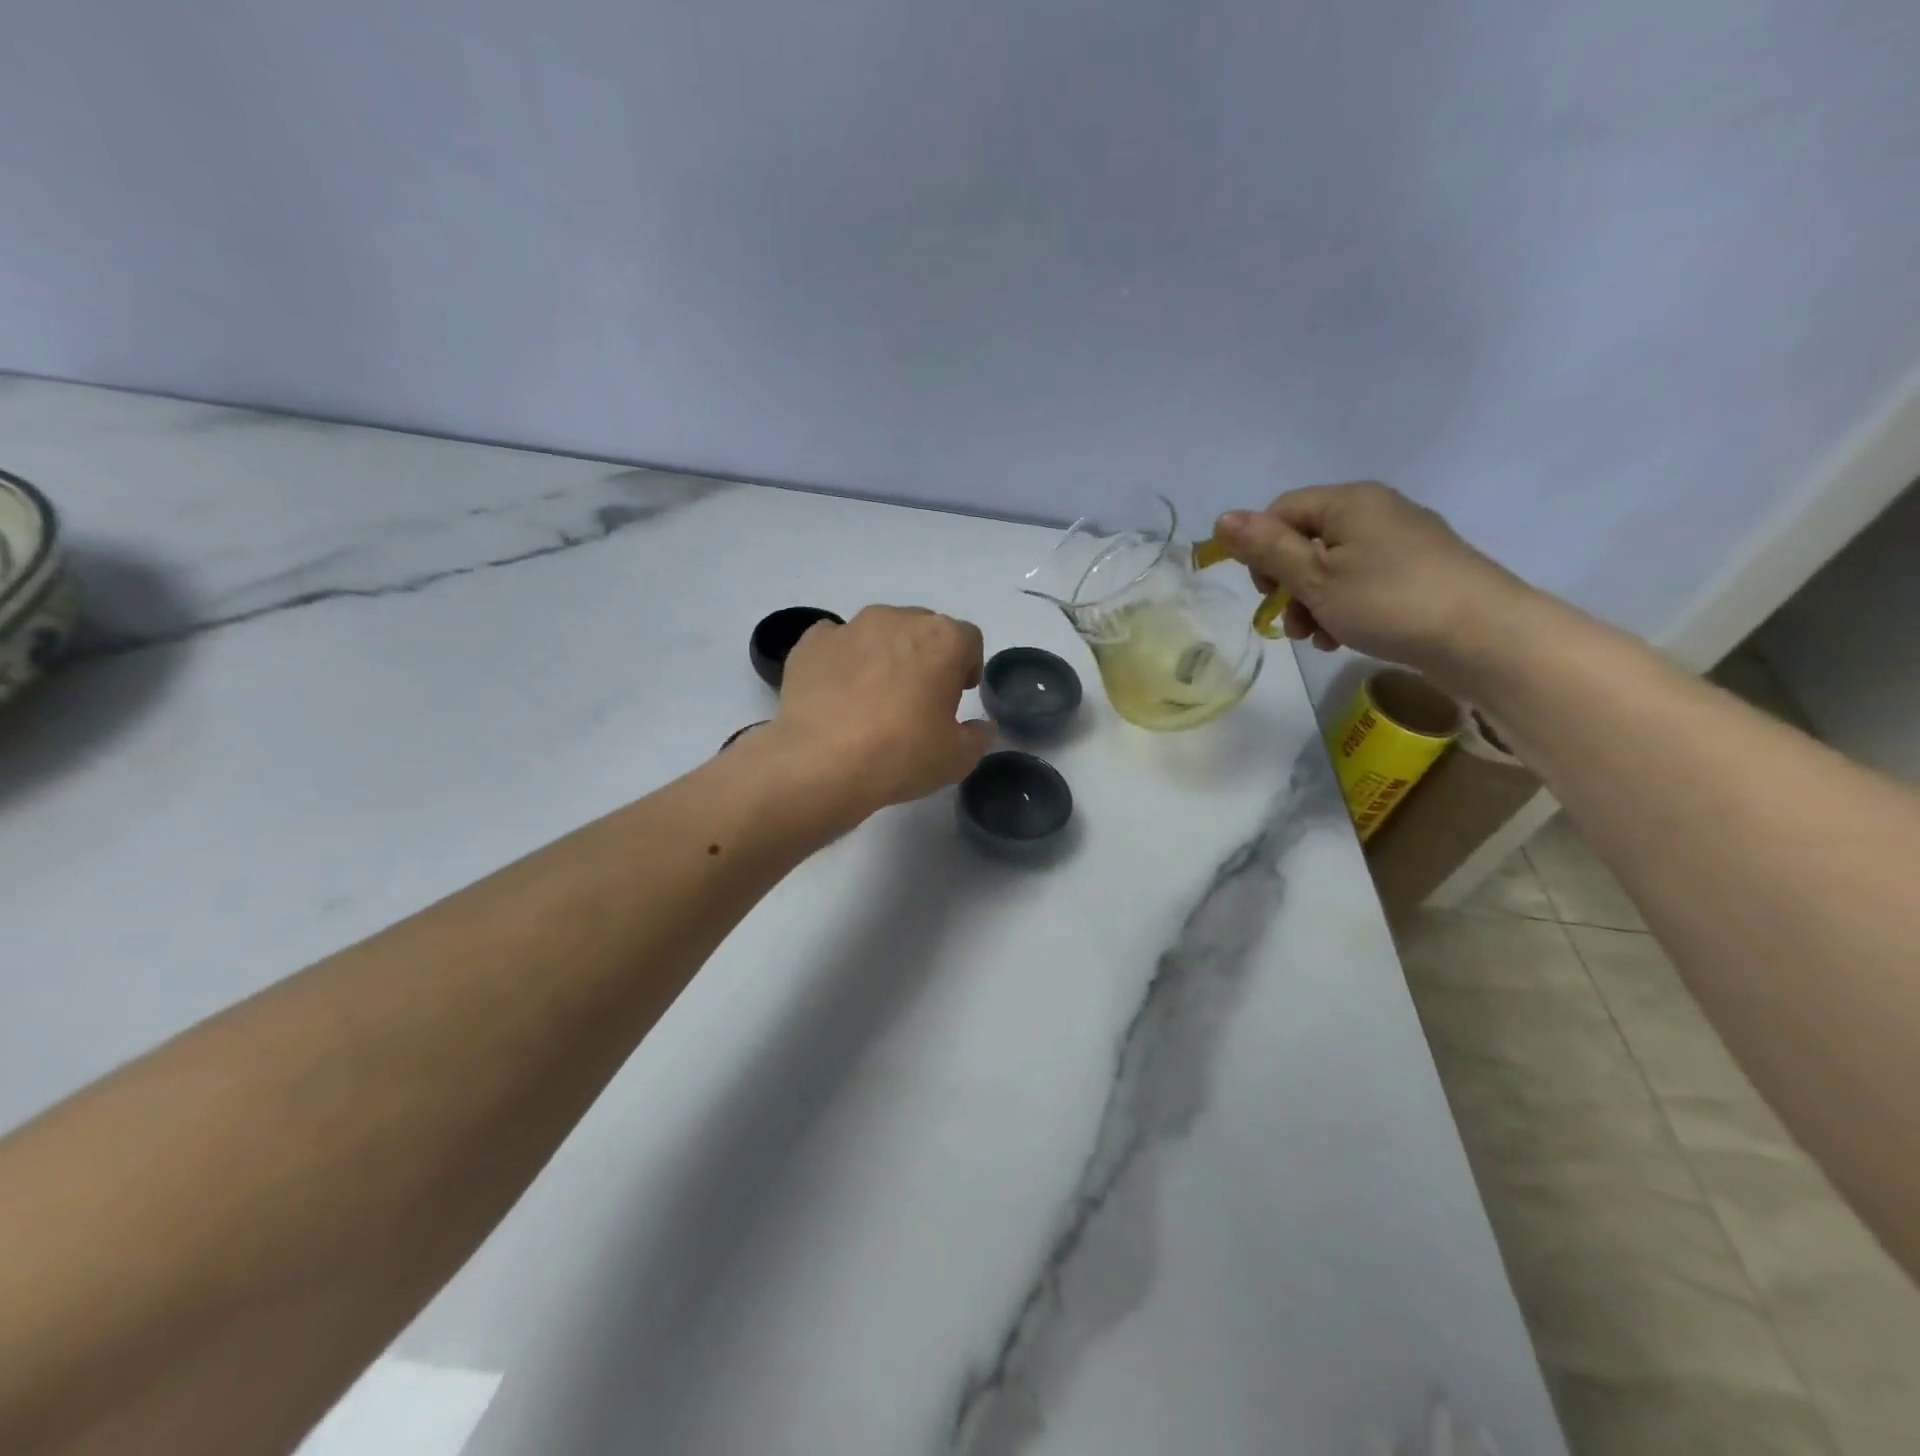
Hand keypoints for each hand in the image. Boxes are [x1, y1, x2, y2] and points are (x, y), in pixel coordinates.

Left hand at [769, 605, 994, 812]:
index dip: (967, 665)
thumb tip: (980, 726)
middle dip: (925, 656)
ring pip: (878, 633)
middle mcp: (897, 619)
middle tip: (918, 698)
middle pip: (922, 629)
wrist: (820, 762)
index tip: (958, 694)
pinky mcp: (811, 642)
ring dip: (884, 655)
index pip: (967, 639)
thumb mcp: (957, 758)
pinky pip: (835, 643)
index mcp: (941, 639)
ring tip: (873, 696)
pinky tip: (837, 693)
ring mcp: (850, 627)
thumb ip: (977, 736)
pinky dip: (841, 660)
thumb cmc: (900, 754)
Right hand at [1211, 481, 1534, 682]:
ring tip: (1314, 637)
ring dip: (1311, 603)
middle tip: (1286, 620)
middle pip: (1306, 540)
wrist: (1483, 636)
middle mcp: (1376, 510)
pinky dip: (1342, 607)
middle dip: (1286, 583)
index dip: (1260, 549)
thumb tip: (1222, 518)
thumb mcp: (1314, 577)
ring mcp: (1402, 541)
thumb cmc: (1387, 601)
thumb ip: (1266, 548)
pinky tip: (1341, 638)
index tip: (1263, 592)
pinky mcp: (1418, 571)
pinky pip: (1362, 582)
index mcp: (1349, 502)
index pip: (1281, 510)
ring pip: (1332, 566)